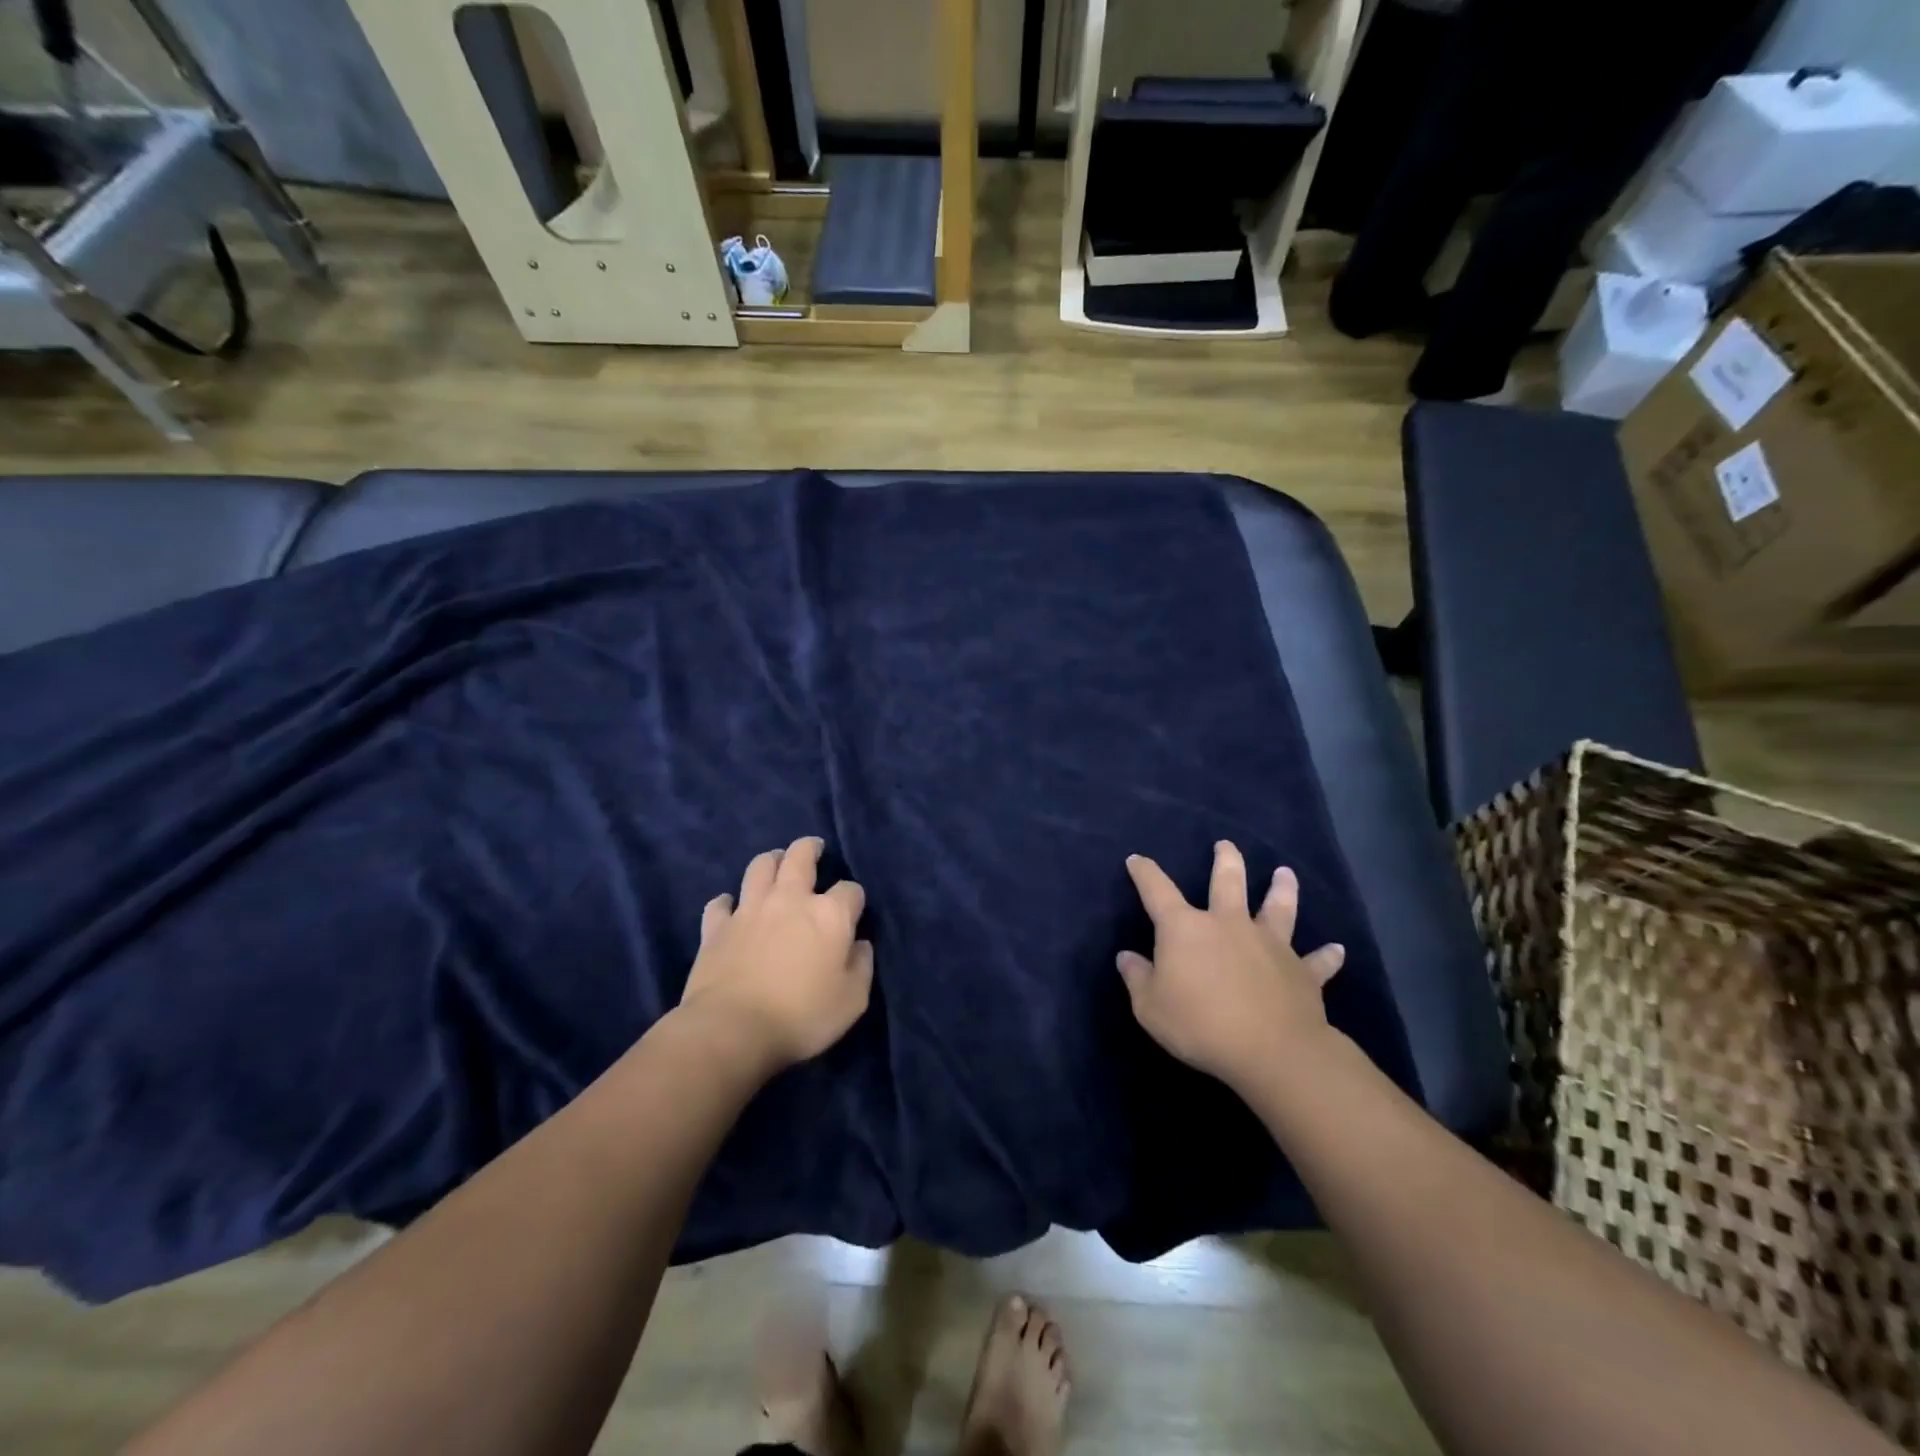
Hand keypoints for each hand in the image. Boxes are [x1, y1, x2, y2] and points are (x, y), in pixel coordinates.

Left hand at [678, 837, 872, 1071]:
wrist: (733, 1030)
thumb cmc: (802, 1017)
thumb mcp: (852, 1000)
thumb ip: (862, 967)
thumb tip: (860, 945)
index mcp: (829, 915)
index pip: (850, 890)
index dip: (854, 898)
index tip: (853, 911)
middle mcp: (790, 900)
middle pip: (800, 857)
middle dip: (810, 848)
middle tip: (813, 848)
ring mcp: (750, 909)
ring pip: (760, 867)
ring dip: (770, 861)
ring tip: (775, 863)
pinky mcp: (716, 927)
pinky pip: (720, 903)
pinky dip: (727, 902)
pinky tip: (731, 907)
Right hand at [1117, 841, 1345, 1093]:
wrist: (1271, 1051)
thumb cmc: (1200, 1025)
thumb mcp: (1150, 1008)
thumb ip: (1137, 978)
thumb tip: (1126, 957)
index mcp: (1186, 929)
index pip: (1158, 891)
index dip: (1145, 873)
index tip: (1137, 860)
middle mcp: (1229, 924)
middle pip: (1228, 882)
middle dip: (1225, 860)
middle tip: (1225, 845)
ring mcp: (1270, 944)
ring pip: (1278, 907)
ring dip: (1281, 889)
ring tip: (1285, 873)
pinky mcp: (1302, 971)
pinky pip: (1317, 961)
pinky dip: (1327, 956)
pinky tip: (1337, 949)